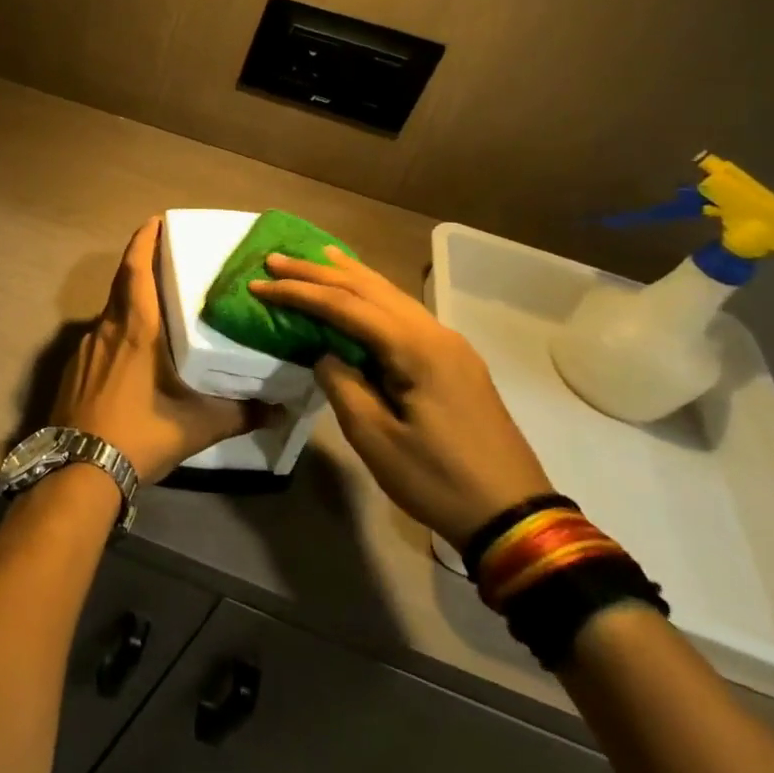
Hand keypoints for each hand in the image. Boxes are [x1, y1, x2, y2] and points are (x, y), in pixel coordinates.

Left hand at [52, 218, 275, 484]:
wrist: (80, 468)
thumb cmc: (139, 434)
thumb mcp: (197, 426)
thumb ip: (240, 414)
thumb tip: (279, 409)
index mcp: (136, 329)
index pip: (136, 269)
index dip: (144, 241)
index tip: (155, 221)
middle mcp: (107, 329)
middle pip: (122, 284)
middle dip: (141, 265)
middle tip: (166, 260)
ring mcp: (85, 349)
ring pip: (110, 313)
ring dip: (130, 303)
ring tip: (156, 312)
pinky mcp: (73, 369)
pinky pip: (99, 339)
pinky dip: (116, 334)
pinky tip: (131, 357)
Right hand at [250, 247, 552, 549]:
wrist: (513, 516)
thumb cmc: (438, 479)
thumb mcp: (375, 438)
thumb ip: (342, 384)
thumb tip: (325, 354)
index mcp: (416, 349)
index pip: (346, 306)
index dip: (299, 293)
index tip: (260, 284)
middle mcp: (435, 333)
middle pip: (369, 288)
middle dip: (318, 273)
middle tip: (276, 261)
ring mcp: (448, 344)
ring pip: (390, 294)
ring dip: (347, 276)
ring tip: (315, 257)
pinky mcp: (453, 360)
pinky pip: (403, 312)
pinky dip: (372, 294)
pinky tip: (360, 288)